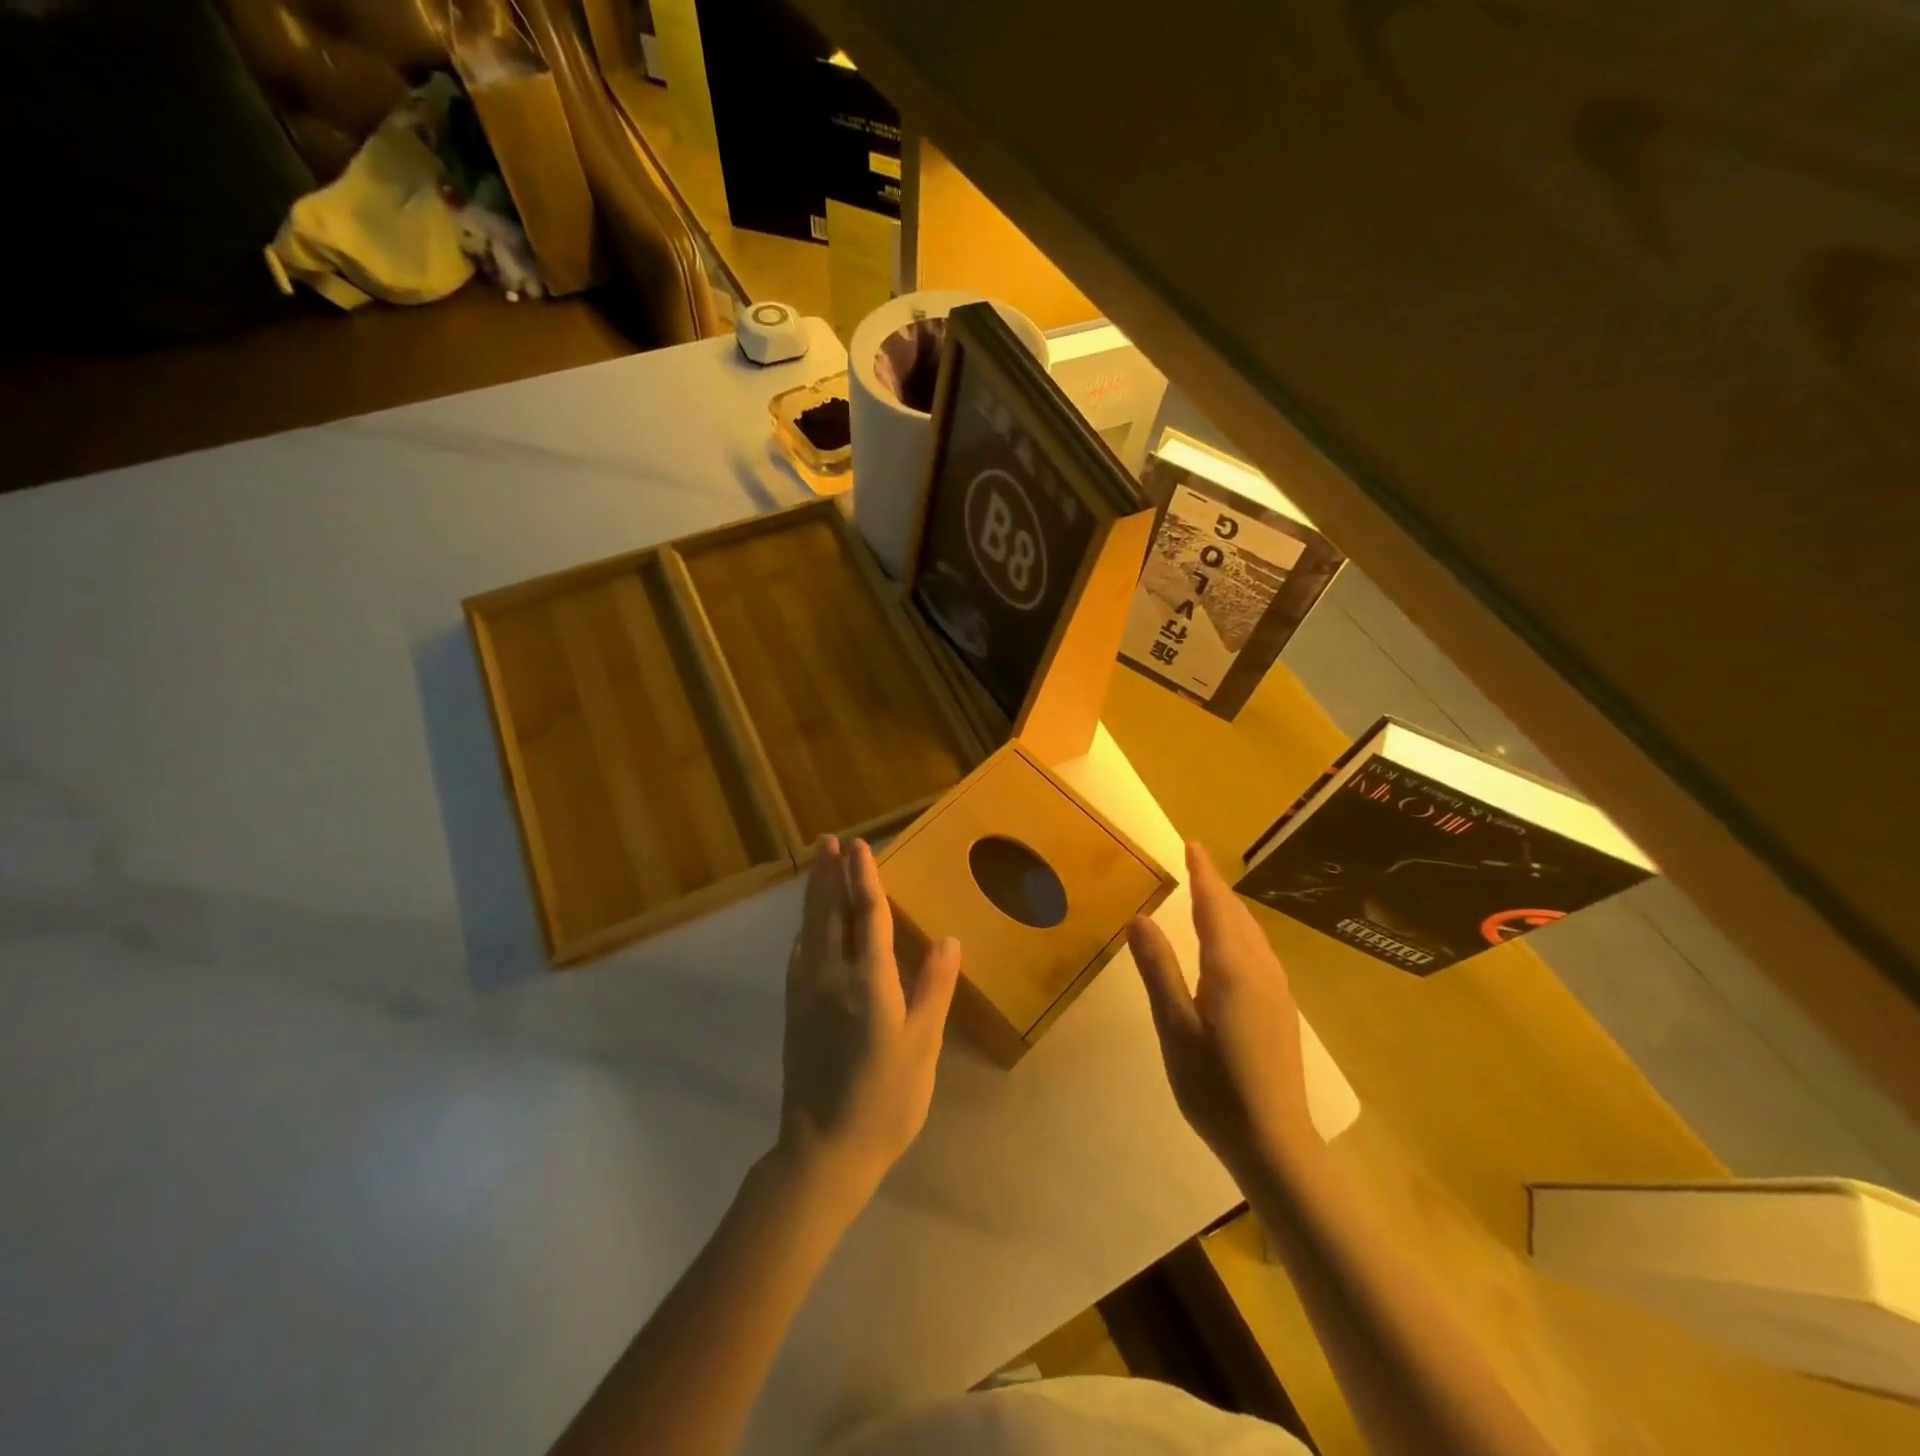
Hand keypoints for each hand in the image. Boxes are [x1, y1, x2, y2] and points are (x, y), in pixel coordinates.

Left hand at [779, 837, 962, 1202]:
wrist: (823, 1150)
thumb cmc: (885, 1100)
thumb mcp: (922, 1046)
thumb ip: (933, 989)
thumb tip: (948, 940)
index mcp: (868, 982)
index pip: (868, 917)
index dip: (864, 878)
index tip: (859, 846)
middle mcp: (831, 976)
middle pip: (830, 913)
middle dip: (831, 873)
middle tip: (831, 840)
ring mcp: (806, 992)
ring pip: (810, 928)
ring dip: (815, 892)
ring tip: (818, 864)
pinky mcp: (794, 1009)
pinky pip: (799, 952)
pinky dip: (805, 926)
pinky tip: (807, 925)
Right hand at [1129, 843, 1316, 1181]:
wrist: (1275, 1142)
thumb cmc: (1215, 1086)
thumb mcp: (1174, 1027)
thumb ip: (1158, 969)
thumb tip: (1140, 918)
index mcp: (1231, 968)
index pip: (1214, 906)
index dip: (1202, 874)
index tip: (1191, 845)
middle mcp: (1260, 969)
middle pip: (1237, 915)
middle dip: (1215, 886)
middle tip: (1193, 863)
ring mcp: (1277, 990)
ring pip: (1252, 934)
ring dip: (1228, 909)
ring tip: (1207, 895)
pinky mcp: (1281, 1009)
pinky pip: (1258, 952)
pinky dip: (1239, 932)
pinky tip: (1229, 946)